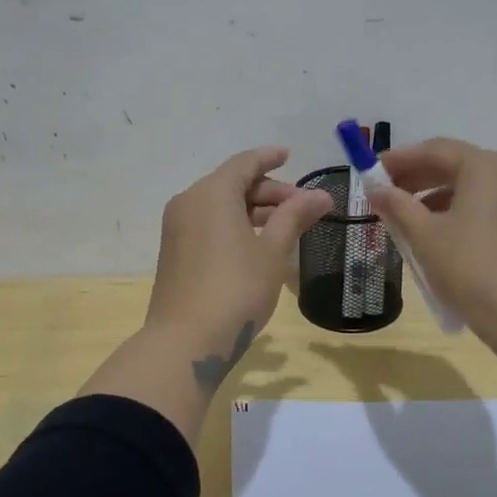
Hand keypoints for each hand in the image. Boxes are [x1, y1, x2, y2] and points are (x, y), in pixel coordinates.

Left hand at [145, 147, 331, 381]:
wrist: (185, 342)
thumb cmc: (236, 289)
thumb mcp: (272, 252)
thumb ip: (294, 217)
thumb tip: (321, 195)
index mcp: (211, 193)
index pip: (244, 163)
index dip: (269, 157)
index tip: (289, 155)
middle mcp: (189, 202)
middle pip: (232, 183)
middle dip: (268, 191)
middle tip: (302, 206)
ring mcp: (177, 228)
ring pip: (220, 206)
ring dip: (252, 210)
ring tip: (286, 226)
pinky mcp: (174, 252)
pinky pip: (208, 225)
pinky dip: (234, 225)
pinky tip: (257, 244)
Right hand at [366, 138, 496, 346]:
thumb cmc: (470, 268)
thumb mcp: (425, 235)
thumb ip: (397, 205)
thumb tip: (375, 189)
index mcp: (485, 167)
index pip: (435, 150)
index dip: (400, 158)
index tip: (372, 170)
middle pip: (456, 165)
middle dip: (417, 177)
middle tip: (385, 192)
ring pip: (472, 186)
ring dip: (436, 195)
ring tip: (406, 216)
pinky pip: (488, 204)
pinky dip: (460, 210)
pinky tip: (438, 232)